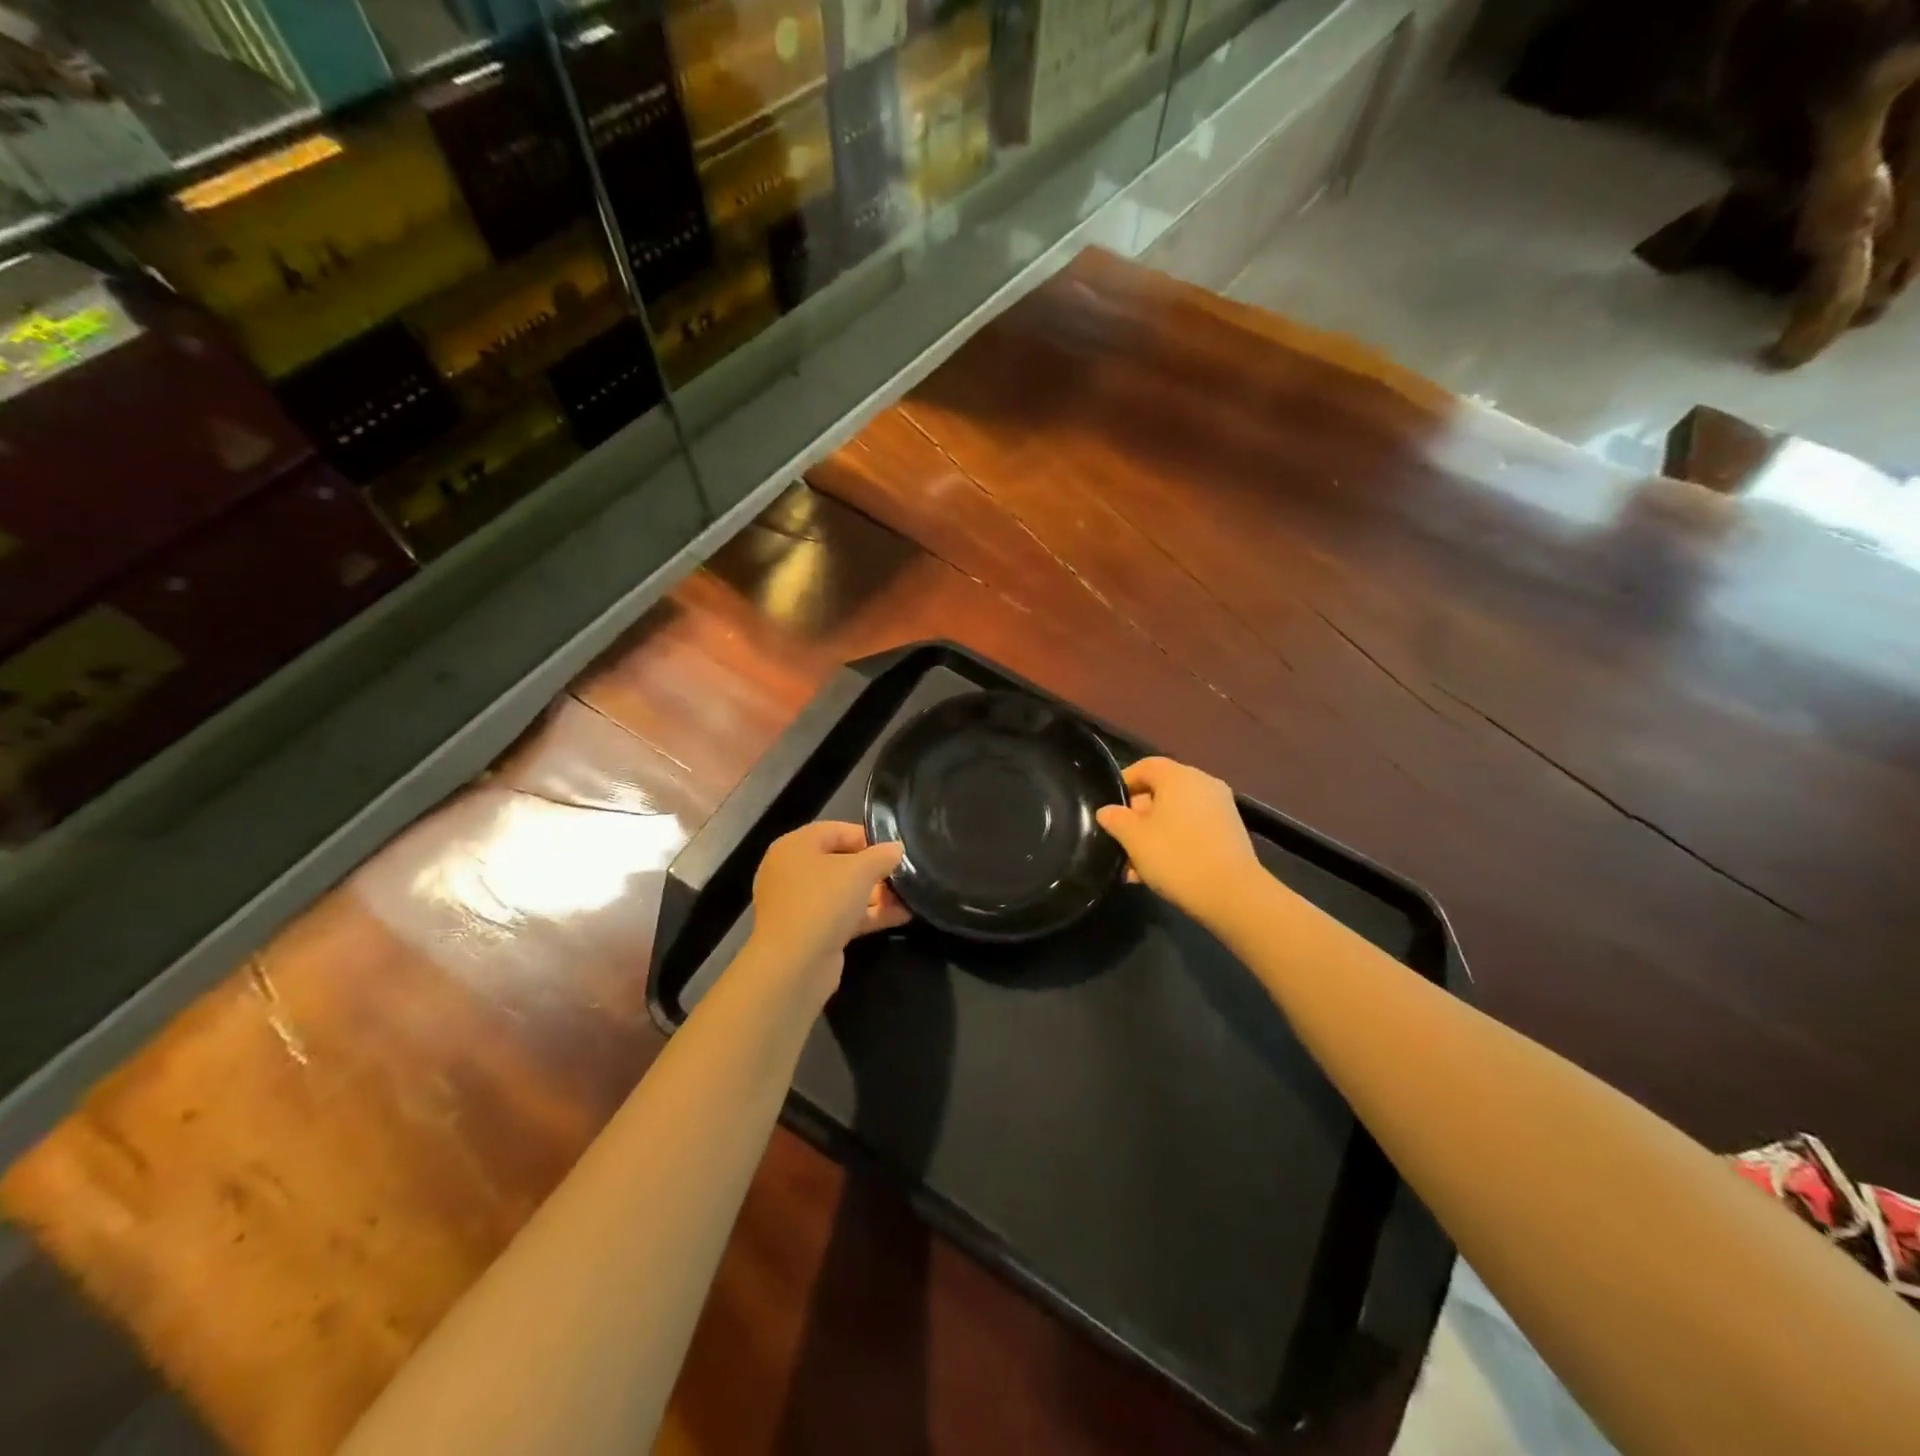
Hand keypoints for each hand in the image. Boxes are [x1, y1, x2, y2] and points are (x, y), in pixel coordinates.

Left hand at [745, 822, 909, 995]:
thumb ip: (882, 855)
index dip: (867, 837)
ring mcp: (799, 905)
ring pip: (843, 892)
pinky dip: (868, 915)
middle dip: (874, 869)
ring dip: (876, 894)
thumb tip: (896, 849)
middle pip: (840, 862)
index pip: (835, 830)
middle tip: (903, 875)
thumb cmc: (823, 901)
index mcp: (795, 847)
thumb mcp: (860, 870)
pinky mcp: (809, 932)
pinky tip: (901, 916)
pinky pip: (842, 915)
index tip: (894, 849)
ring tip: (910, 897)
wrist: (794, 965)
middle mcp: (792, 872)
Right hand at [1095, 757, 1261, 924]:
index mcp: (1179, 777)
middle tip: (1119, 841)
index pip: (1145, 766)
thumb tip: (1107, 811)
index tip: (1108, 807)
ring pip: (1176, 815)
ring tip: (1134, 866)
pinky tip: (1157, 872)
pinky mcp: (1229, 833)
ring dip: (1153, 835)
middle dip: (1137, 816)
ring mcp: (1220, 809)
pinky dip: (1174, 843)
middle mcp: (1203, 784)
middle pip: (1161, 792)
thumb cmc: (1176, 857)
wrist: (1232, 894)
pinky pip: (1193, 830)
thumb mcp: (1134, 839)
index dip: (1124, 782)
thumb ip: (1116, 820)